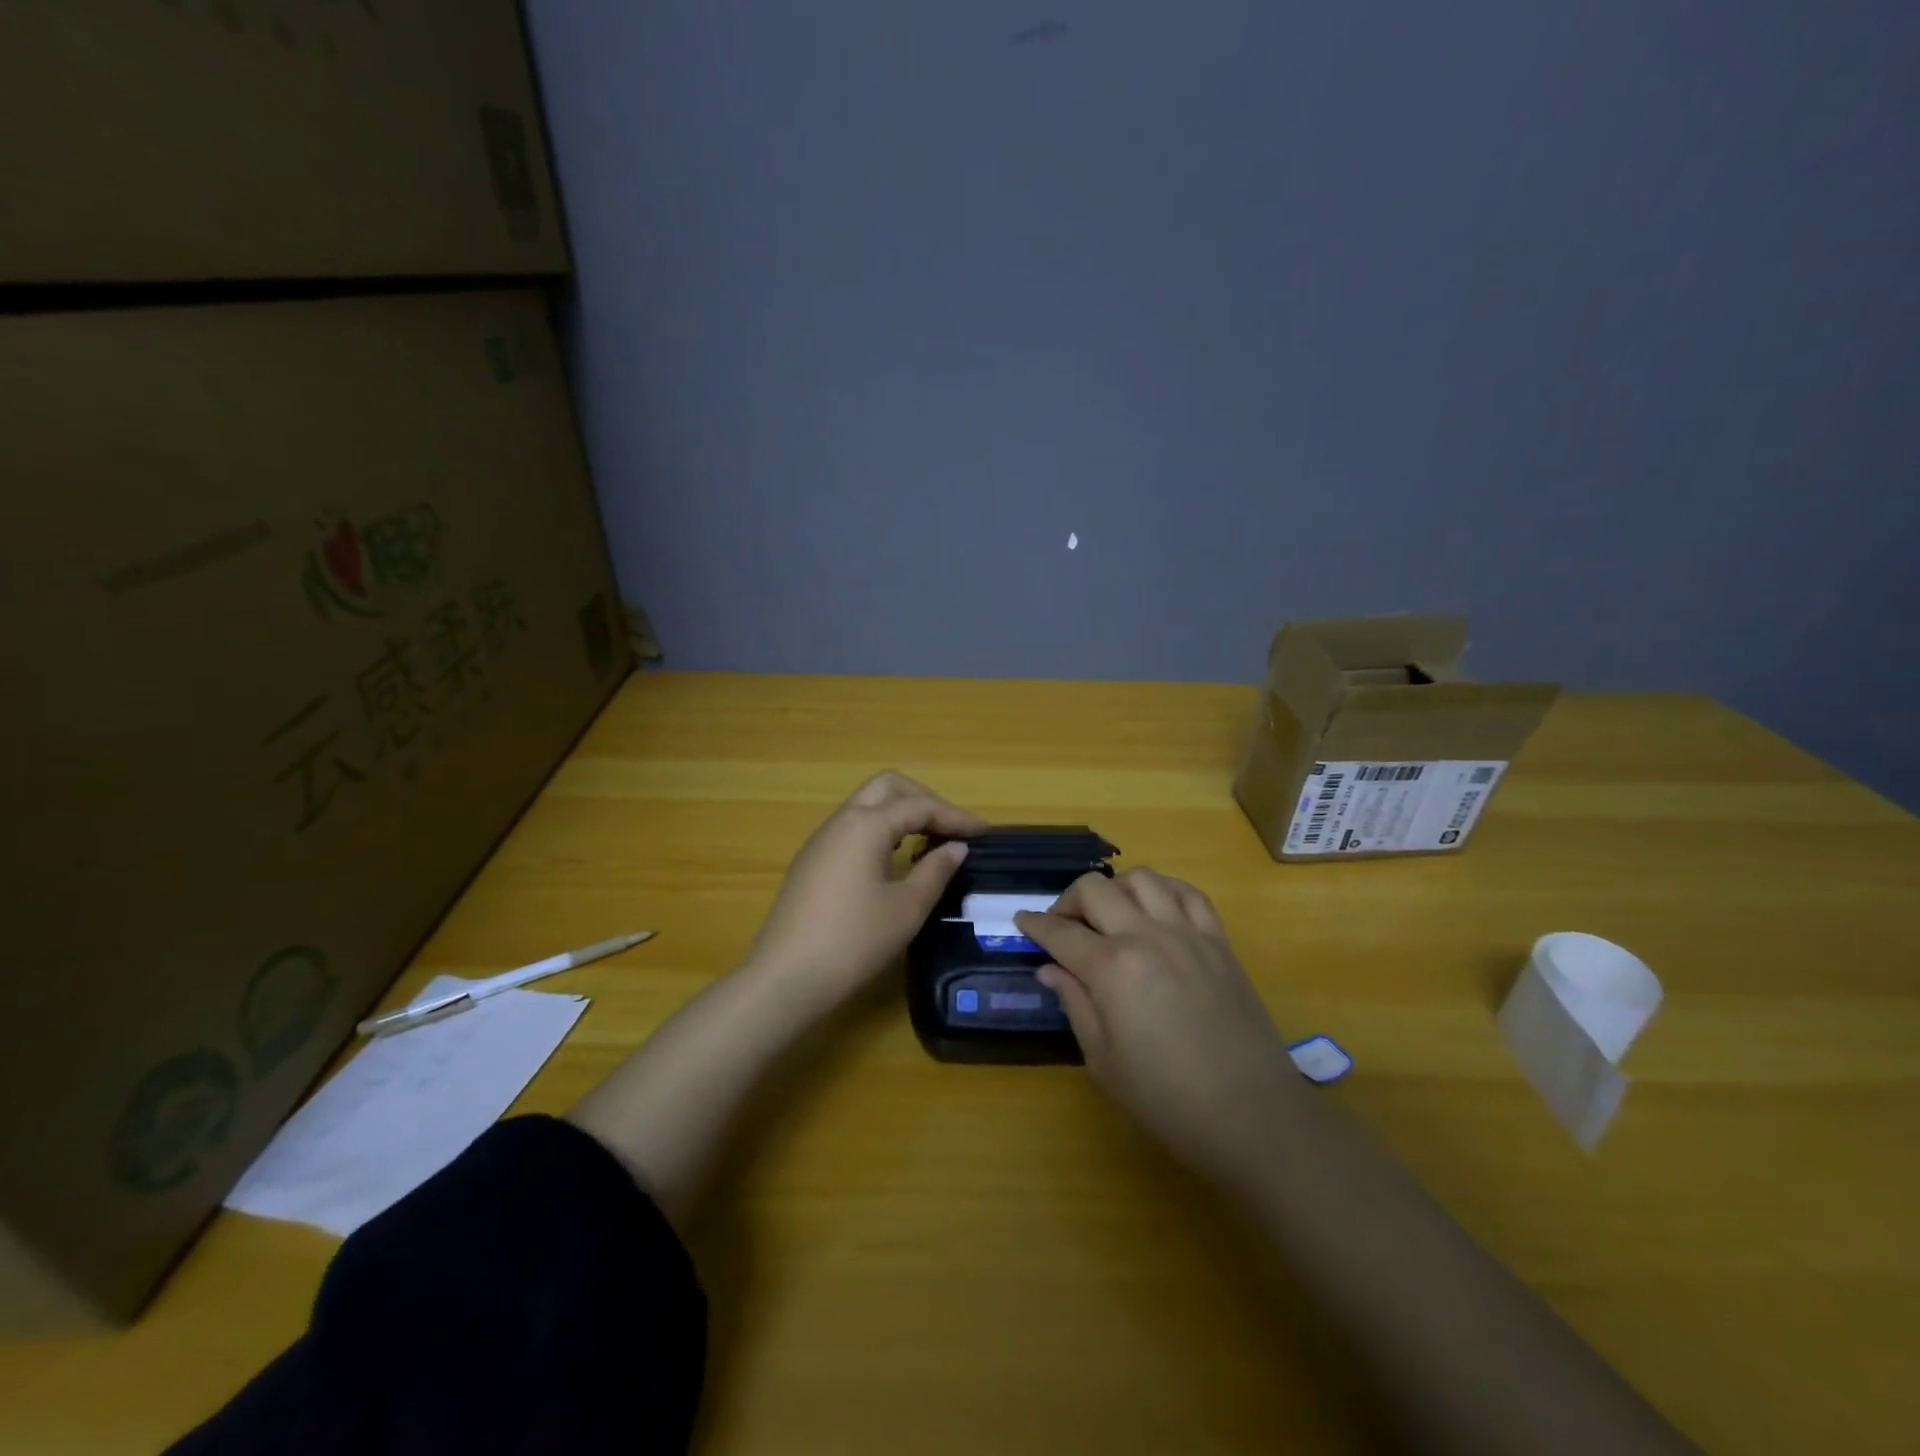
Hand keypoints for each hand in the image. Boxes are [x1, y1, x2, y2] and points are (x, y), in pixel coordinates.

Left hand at [747, 772, 986, 1000]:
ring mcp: (821, 840)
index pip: (920, 806)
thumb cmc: (854, 941)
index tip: (985, 833)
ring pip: (866, 806)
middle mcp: (841, 821)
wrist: (786, 978)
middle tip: (950, 828)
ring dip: (900, 814)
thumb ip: (936, 871)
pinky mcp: (811, 862)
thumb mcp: (906, 908)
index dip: (956, 816)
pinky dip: (880, 831)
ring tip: (928, 843)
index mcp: (866, 825)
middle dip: (924, 799)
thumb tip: (956, 848)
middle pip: (888, 787)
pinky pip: (852, 829)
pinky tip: (894, 861)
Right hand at [1016, 869, 1301, 1186]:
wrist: (1252, 1115)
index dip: (1034, 925)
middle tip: (1063, 926)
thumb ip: (1074, 1003)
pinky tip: (1156, 910)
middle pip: (1095, 889)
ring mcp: (1187, 933)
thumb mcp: (1103, 1060)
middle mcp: (1146, 936)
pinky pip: (1188, 893)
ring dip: (1115, 889)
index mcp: (1112, 968)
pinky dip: (1164, 891)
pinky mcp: (1219, 941)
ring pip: (1141, 879)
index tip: (1021, 921)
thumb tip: (1050, 968)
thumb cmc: (1167, 1099)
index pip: (1060, 932)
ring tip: (1109, 915)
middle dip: (1068, 900)